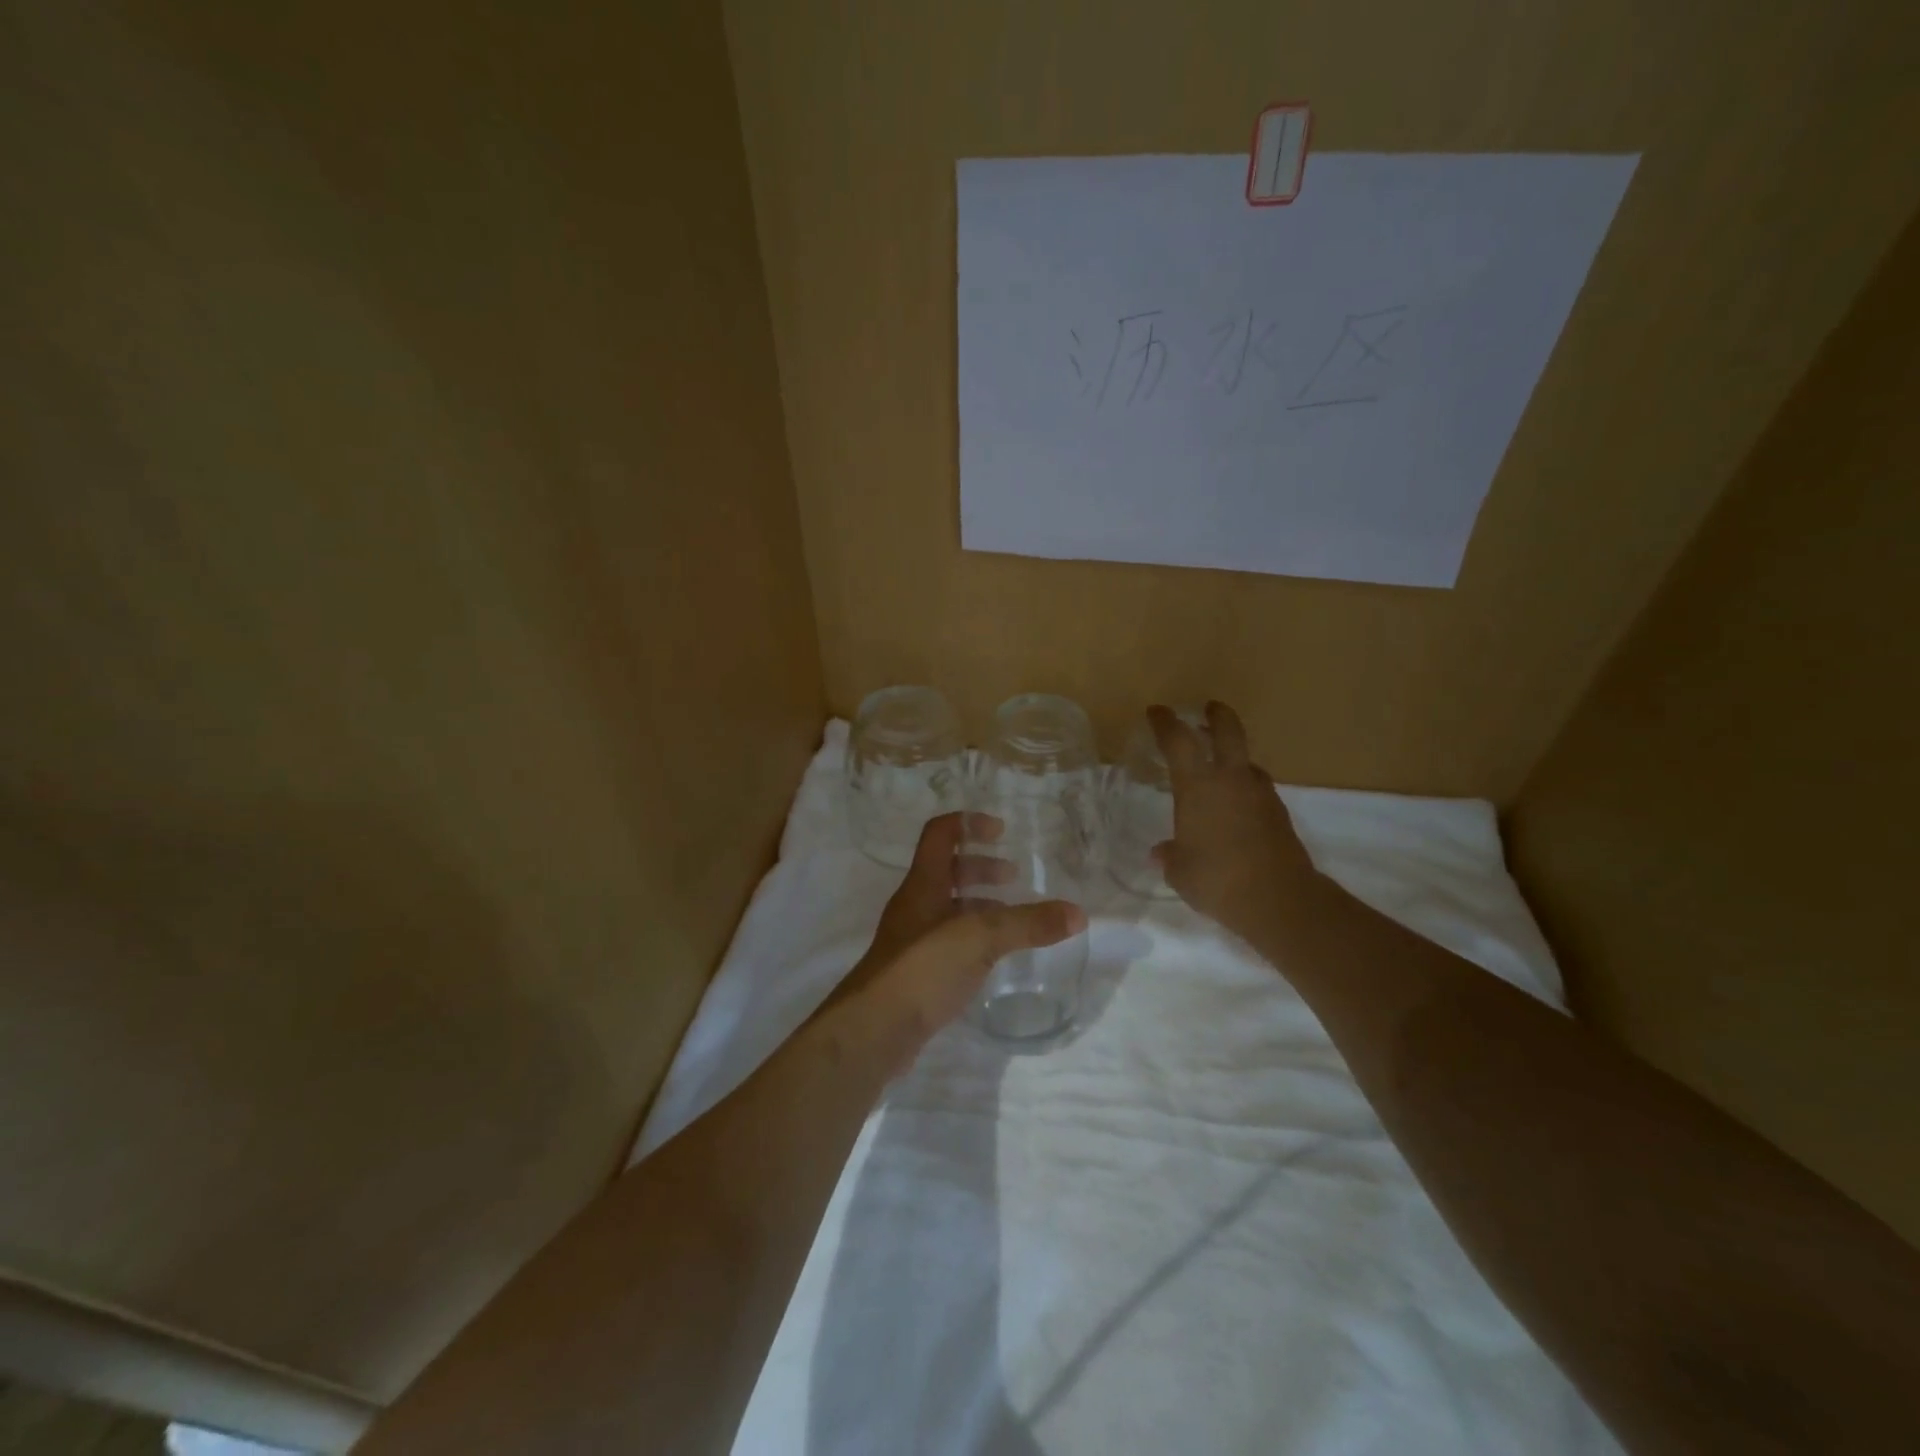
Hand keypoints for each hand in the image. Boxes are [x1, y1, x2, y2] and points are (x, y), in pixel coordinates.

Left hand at [828, 812, 1084, 1054]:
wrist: (874, 1030)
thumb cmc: (923, 967)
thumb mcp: (980, 938)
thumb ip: (1027, 924)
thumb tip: (1078, 913)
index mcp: (924, 883)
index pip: (940, 833)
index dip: (969, 823)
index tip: (1002, 832)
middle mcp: (915, 905)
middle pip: (947, 870)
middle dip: (981, 867)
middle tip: (1014, 878)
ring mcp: (913, 940)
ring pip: (948, 908)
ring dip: (978, 904)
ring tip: (1012, 918)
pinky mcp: (916, 972)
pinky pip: (949, 941)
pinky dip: (973, 938)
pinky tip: (994, 958)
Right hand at [1150, 701, 1319, 941]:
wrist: (1279, 900)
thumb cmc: (1216, 879)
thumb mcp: (1180, 871)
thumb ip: (1170, 856)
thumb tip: (1160, 852)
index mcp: (1198, 786)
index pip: (1178, 740)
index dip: (1165, 722)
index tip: (1157, 712)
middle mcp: (1231, 779)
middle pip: (1228, 730)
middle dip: (1217, 715)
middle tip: (1209, 709)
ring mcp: (1260, 794)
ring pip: (1247, 762)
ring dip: (1233, 758)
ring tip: (1220, 769)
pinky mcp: (1279, 813)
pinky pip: (1258, 789)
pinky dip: (1245, 789)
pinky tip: (1236, 809)